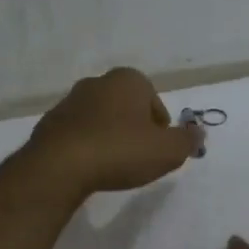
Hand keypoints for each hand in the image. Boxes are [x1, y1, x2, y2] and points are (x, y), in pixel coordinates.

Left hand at [16, 67, 202, 200]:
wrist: (59, 166)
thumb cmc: (120, 151)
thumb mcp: (167, 151)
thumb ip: (187, 140)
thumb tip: (198, 132)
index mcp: (128, 80)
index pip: (153, 100)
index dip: (160, 126)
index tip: (157, 149)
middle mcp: (97, 82)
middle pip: (126, 107)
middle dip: (133, 128)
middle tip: (138, 157)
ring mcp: (69, 101)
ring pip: (100, 118)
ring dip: (108, 137)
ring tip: (112, 166)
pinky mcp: (49, 123)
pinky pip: (77, 134)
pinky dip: (86, 146)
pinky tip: (88, 168)